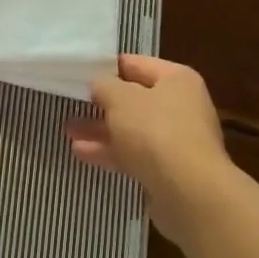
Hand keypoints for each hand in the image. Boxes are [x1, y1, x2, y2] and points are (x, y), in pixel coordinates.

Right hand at [64, 55, 237, 242]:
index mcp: (176, 79)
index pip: (137, 64)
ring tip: (69, 130)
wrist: (190, 193)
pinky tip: (81, 153)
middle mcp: (181, 106)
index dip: (108, 67)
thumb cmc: (156, 131)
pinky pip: (134, 154)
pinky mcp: (169, 171)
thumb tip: (100, 84)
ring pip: (132, 129)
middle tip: (73, 104)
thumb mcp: (121, 99)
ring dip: (102, 129)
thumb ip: (105, 86)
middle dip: (103, 103)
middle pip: (135, 99)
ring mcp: (176, 140)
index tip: (80, 73)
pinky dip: (110, 152)